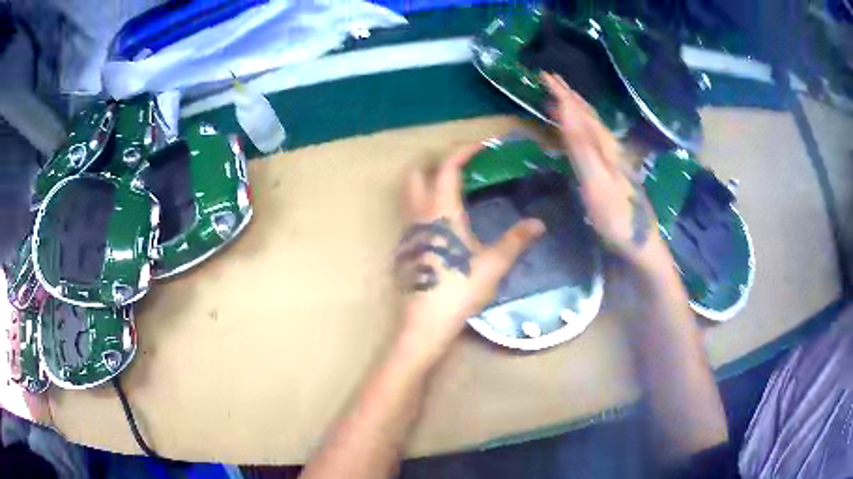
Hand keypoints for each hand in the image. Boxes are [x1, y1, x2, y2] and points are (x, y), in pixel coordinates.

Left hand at [395, 145, 544, 359]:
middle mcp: (420, 214)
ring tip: (456, 191)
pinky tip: (446, 222)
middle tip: (463, 167)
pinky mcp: (407, 247)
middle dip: (437, 162)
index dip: (464, 151)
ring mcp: (409, 231)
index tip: (482, 147)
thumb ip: (516, 240)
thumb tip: (538, 223)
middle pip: (417, 173)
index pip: (448, 167)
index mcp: (442, 211)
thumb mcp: (493, 264)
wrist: (426, 322)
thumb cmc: (460, 289)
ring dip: (429, 182)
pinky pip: (412, 213)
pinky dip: (426, 203)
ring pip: (410, 193)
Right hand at [541, 72, 664, 266]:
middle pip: (589, 115)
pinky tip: (580, 133)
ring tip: (562, 100)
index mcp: (605, 146)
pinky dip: (582, 129)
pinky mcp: (613, 173)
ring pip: (593, 126)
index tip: (545, 75)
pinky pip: (593, 140)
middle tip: (551, 80)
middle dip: (570, 96)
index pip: (580, 112)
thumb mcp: (596, 182)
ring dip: (576, 110)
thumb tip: (566, 110)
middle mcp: (611, 148)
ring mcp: (613, 161)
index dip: (563, 93)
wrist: (641, 245)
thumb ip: (581, 147)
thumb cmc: (617, 217)